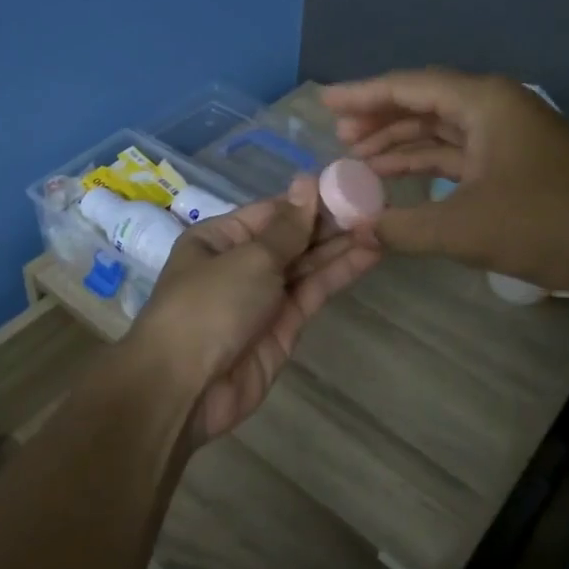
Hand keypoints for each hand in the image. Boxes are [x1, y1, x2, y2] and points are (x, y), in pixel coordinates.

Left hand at [134, 177, 379, 444]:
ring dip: (341, 246)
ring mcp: (263, 297)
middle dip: (329, 222)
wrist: (186, 388)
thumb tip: (307, 181)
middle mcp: (240, 264)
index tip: (349, 185)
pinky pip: (313, 292)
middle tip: (376, 204)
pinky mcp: (283, 327)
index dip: (308, 200)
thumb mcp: (250, 258)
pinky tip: (369, 253)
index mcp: (219, 238)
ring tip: (382, 224)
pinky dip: (339, 273)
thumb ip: (288, 228)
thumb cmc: (209, 306)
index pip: (271, 211)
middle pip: (291, 237)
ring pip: (306, 265)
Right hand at [322, 69, 568, 291]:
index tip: (324, 101)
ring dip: (401, 143)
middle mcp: (494, 108)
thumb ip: (401, 227)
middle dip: (379, 118)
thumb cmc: (549, 223)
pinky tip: (400, 179)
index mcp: (483, 103)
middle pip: (424, 102)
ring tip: (357, 159)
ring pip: (441, 130)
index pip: (409, 87)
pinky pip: (459, 154)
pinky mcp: (516, 164)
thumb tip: (354, 228)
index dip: (362, 94)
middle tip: (337, 136)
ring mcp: (508, 136)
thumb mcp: (465, 228)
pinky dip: (427, 165)